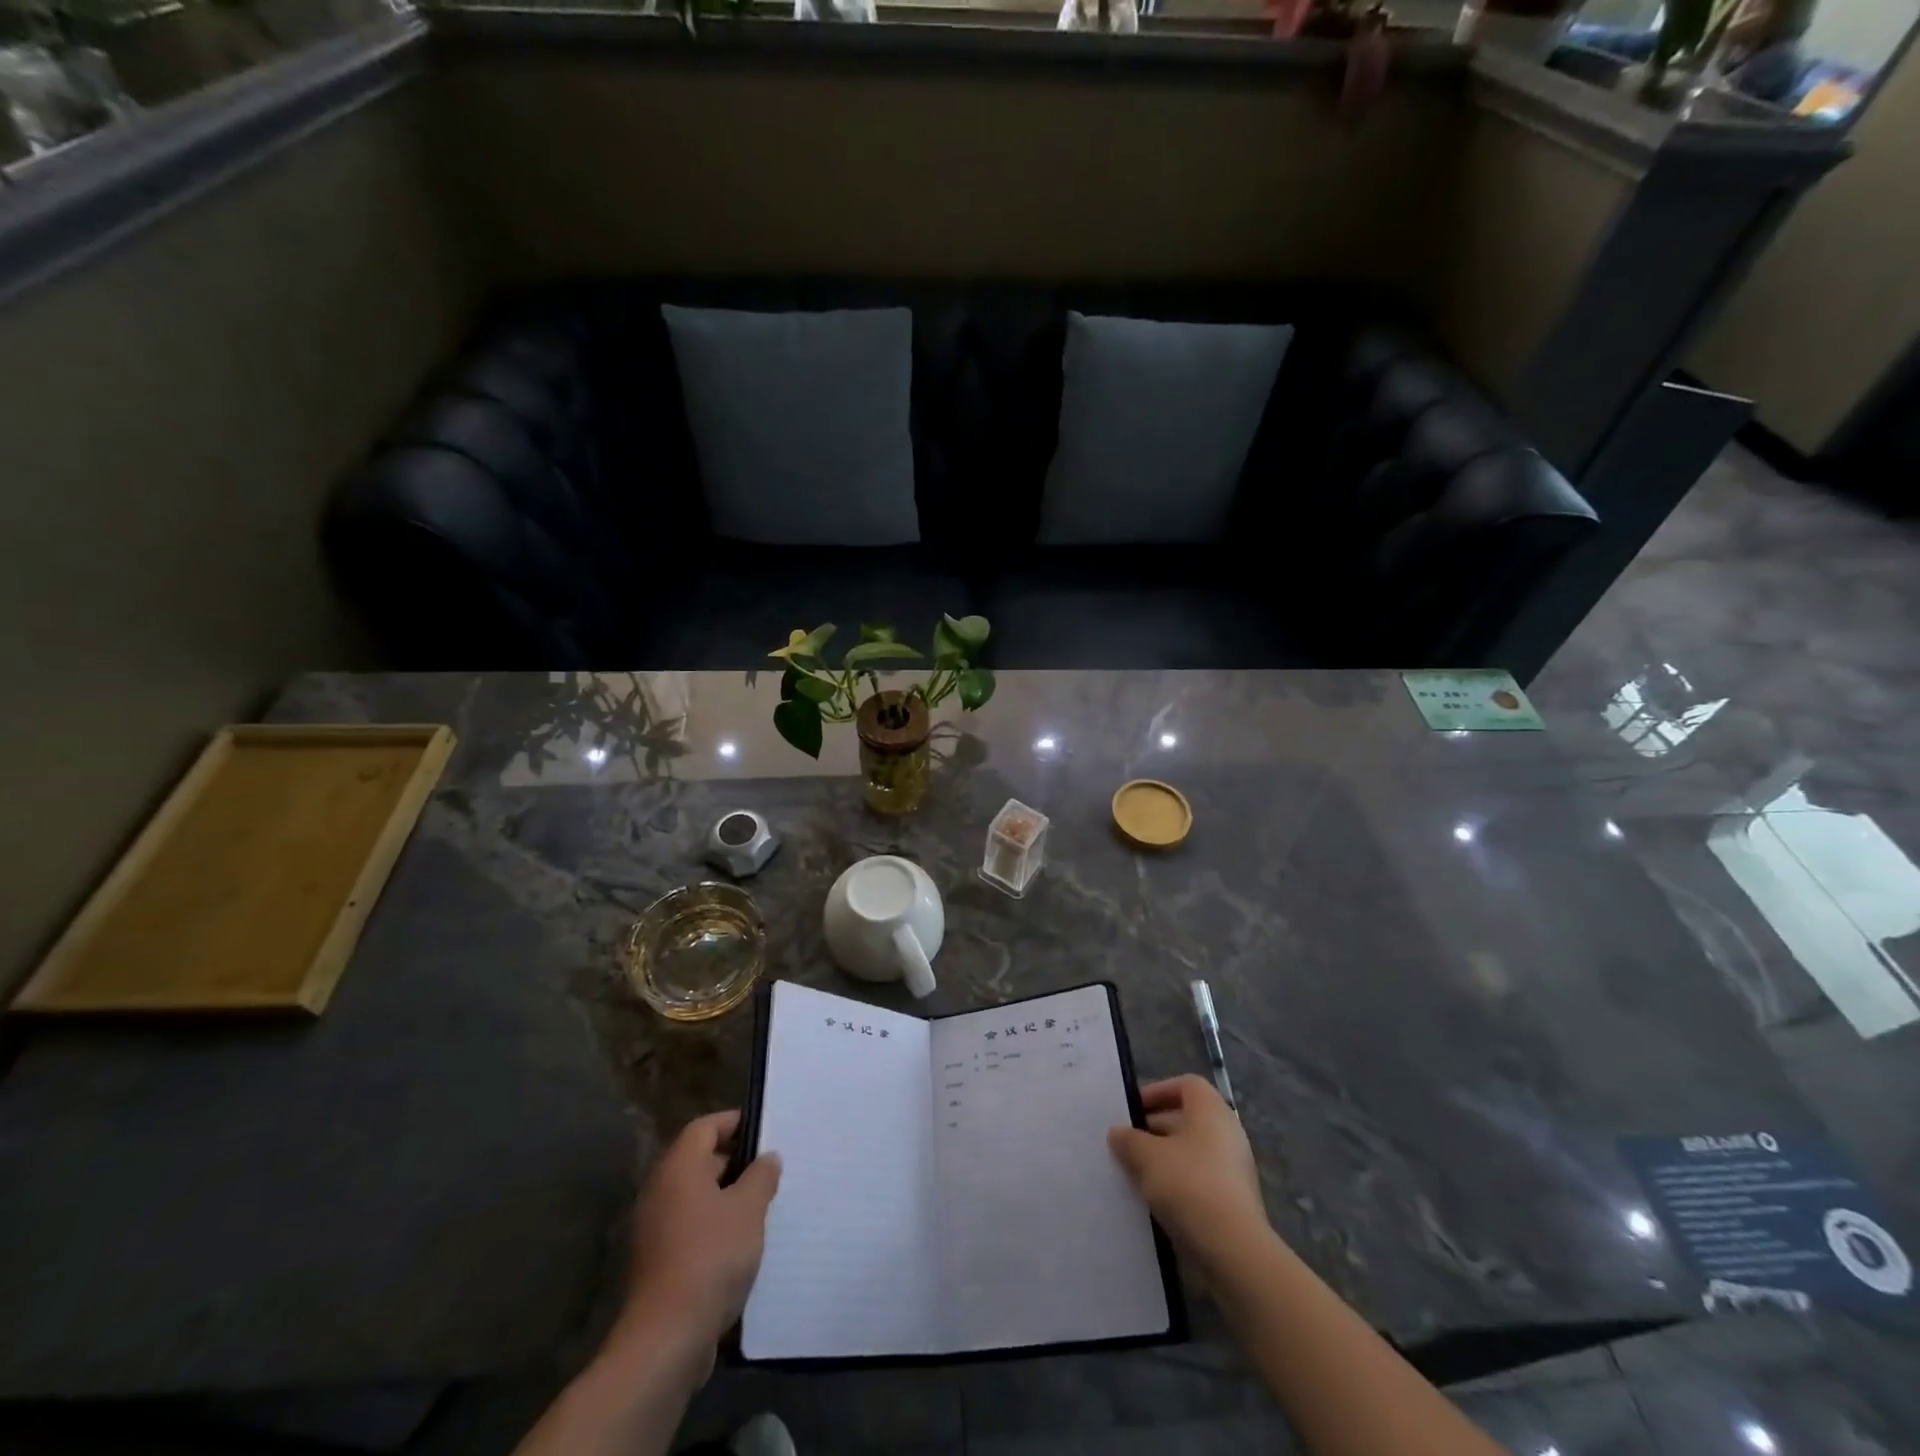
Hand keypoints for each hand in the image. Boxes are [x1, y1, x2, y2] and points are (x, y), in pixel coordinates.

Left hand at [617, 1109, 781, 1354]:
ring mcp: (654, 1229)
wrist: (666, 1339)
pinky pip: (690, 1228)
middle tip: (770, 1169)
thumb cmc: (711, 1257)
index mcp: (678, 1169)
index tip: (765, 1130)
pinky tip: (741, 1245)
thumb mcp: (749, 1209)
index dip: (734, 1122)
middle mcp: (660, 1192)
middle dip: (735, 1162)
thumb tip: (767, 1158)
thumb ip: (761, 1176)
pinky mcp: (657, 1263)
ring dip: (727, 1198)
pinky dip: (714, 1227)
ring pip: (696, 1198)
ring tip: (762, 1206)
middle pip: (699, 1161)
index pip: (705, 1127)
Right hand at [1108, 1075, 1267, 1270]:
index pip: (1185, 1085)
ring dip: (1164, 1158)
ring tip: (1136, 1174)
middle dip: (1155, 1128)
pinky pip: (1201, 1178)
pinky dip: (1179, 1183)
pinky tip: (1157, 1200)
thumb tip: (1118, 1132)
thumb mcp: (1146, 1157)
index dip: (1158, 1091)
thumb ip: (1129, 1140)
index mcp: (1210, 1109)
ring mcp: (1235, 1167)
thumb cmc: (1188, 1185)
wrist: (1233, 1250)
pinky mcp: (1236, 1200)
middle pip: (1187, 1118)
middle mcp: (1228, 1131)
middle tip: (1127, 1144)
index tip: (1133, 1111)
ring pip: (1192, 1151)